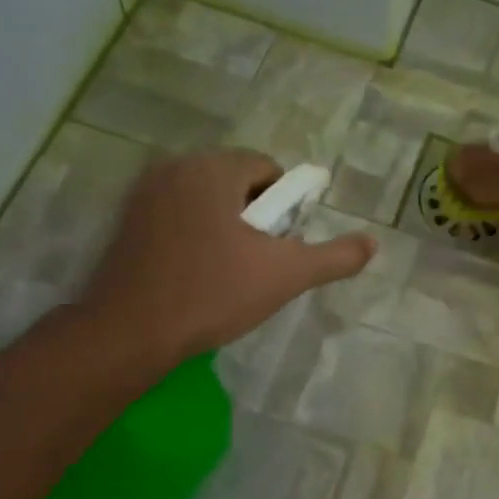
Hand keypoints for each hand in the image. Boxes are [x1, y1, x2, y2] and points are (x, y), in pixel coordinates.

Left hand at [76, 149, 374, 373]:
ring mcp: (143, 194)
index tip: (282, 245)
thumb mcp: (286, 276)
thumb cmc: (213, 293)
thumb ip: (335, 256)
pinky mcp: (125, 222)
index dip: (285, 206)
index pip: (267, 169)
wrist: (132, 331)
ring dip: (225, 226)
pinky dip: (194, 236)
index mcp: (213, 169)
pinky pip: (176, 217)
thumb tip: (372, 244)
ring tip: (229, 273)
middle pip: (235, 182)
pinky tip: (196, 275)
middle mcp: (174, 168)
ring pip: (205, 200)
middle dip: (255, 217)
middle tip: (259, 262)